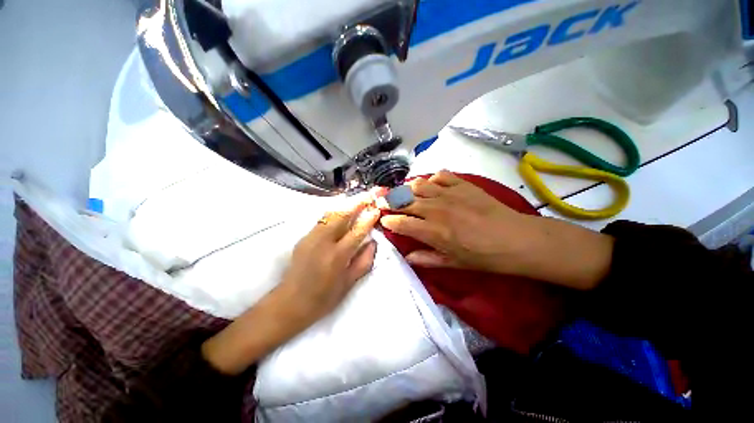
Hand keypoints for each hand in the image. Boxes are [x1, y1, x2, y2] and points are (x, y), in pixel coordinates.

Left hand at [202, 197, 380, 374]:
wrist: (290, 303)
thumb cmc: (324, 298)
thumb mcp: (349, 283)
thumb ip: (364, 261)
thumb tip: (373, 242)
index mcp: (337, 256)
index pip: (357, 231)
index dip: (368, 219)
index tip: (377, 209)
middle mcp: (323, 242)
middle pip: (342, 215)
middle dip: (357, 202)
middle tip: (370, 194)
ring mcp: (311, 237)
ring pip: (331, 213)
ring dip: (346, 204)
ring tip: (358, 199)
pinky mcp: (304, 237)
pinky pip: (323, 219)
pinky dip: (335, 212)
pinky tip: (343, 211)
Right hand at [379, 170, 535, 273]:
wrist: (516, 239)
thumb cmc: (483, 256)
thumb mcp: (453, 264)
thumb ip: (426, 259)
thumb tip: (407, 257)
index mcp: (433, 231)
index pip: (401, 222)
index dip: (388, 220)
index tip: (383, 220)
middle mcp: (436, 209)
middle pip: (404, 201)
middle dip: (390, 201)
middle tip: (382, 201)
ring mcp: (449, 194)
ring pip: (418, 185)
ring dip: (408, 189)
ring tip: (405, 194)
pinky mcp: (462, 184)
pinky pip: (440, 175)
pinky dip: (432, 179)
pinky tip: (432, 186)